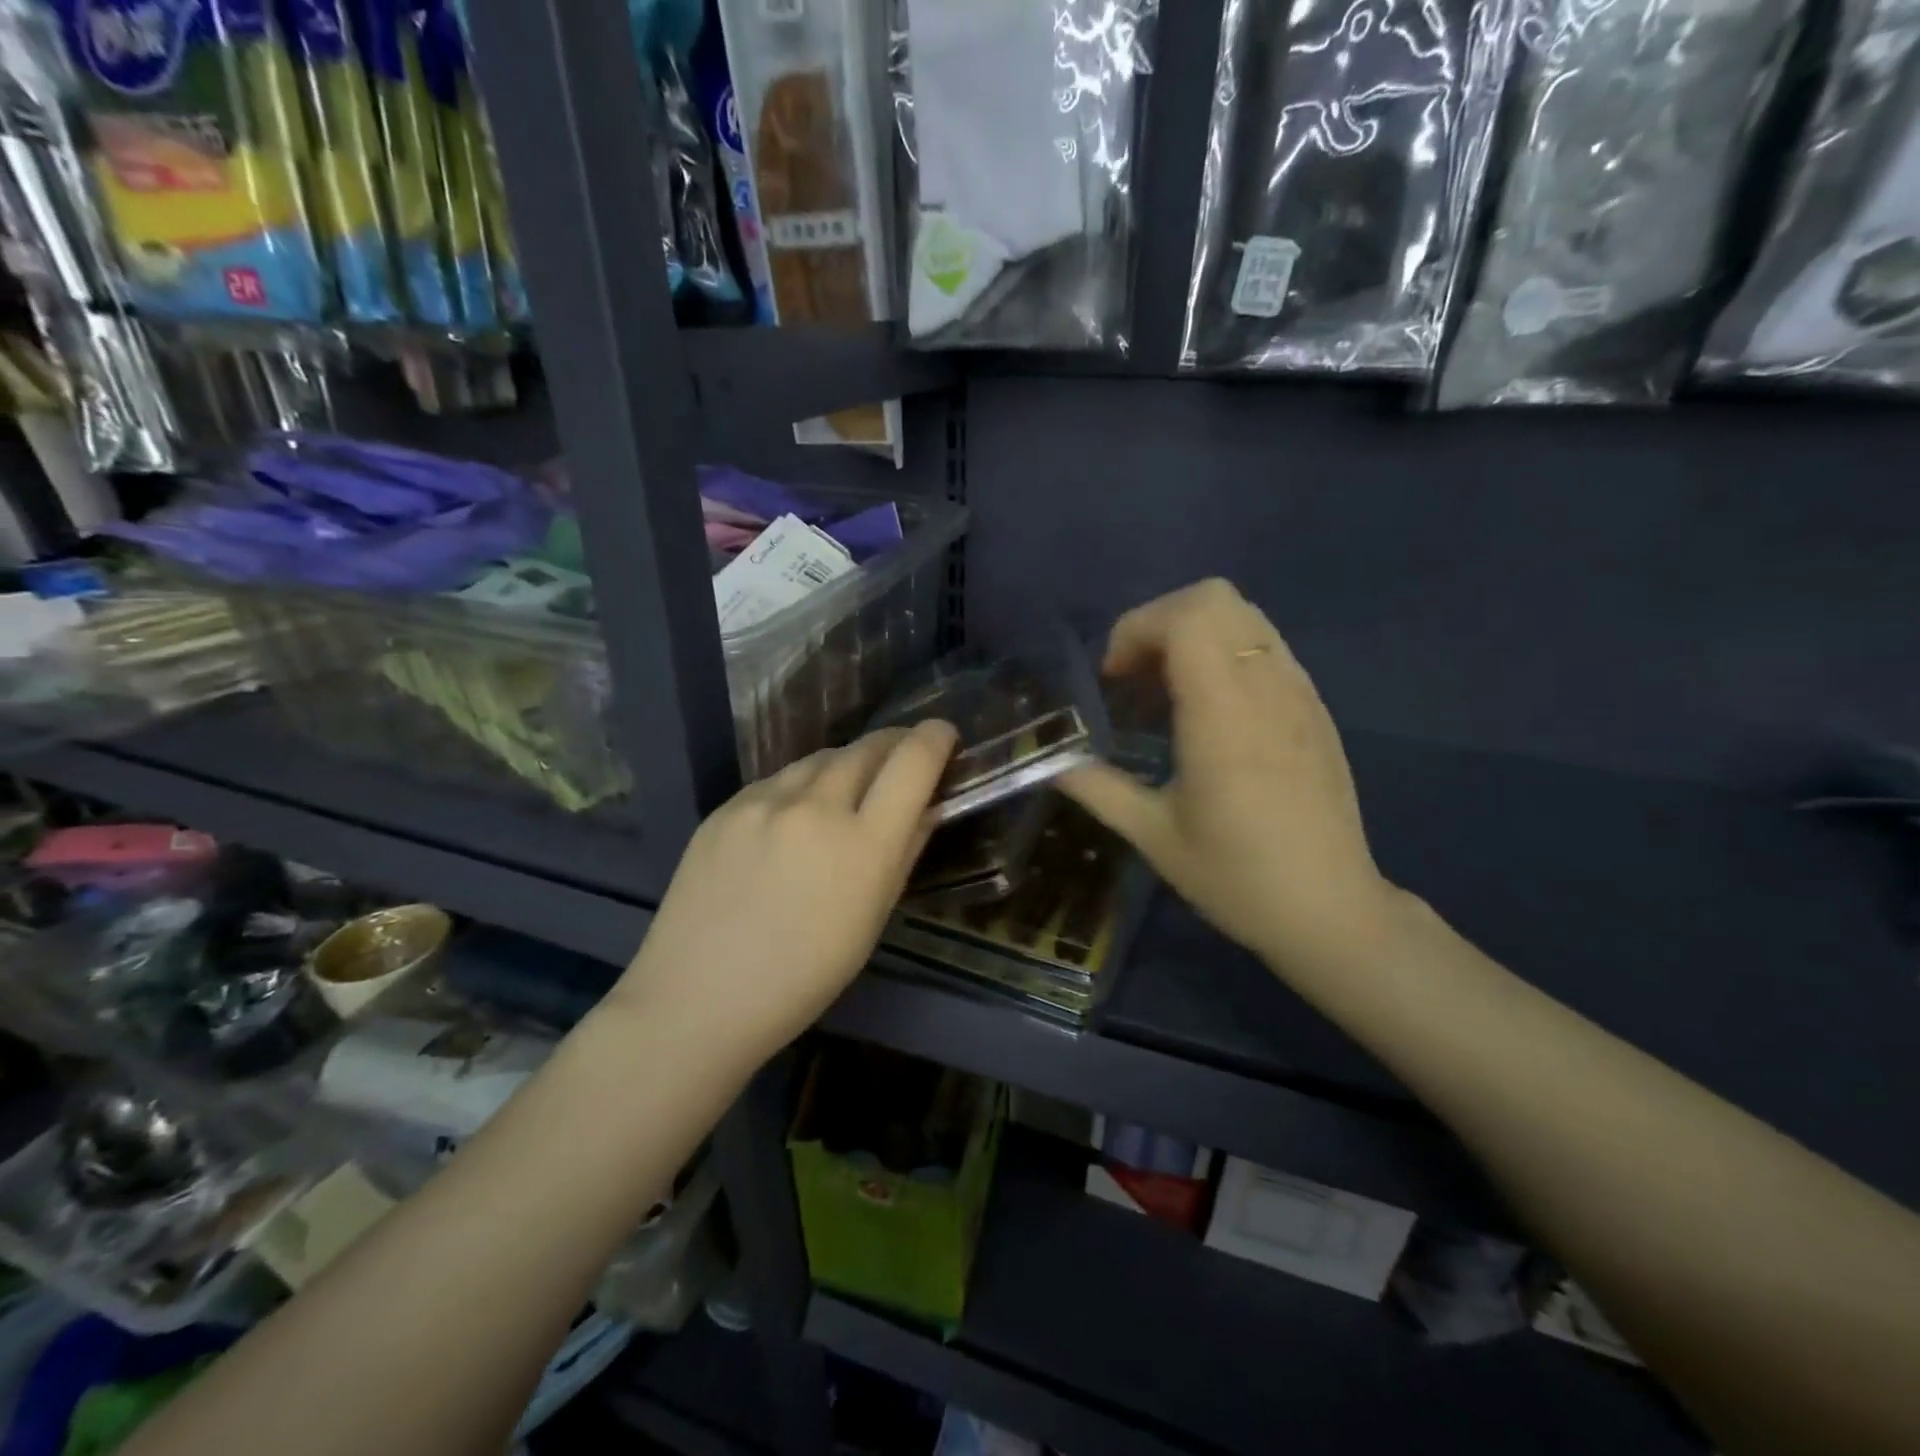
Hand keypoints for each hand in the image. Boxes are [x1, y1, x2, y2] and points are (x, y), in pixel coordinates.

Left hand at [611, 721, 958, 1066]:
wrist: (698, 998)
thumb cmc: (803, 977)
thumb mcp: (871, 920)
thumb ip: (904, 853)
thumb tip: (927, 807)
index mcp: (863, 846)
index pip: (912, 763)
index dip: (935, 738)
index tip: (943, 735)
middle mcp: (816, 808)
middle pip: (867, 748)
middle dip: (894, 745)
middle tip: (902, 757)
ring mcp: (764, 802)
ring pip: (821, 758)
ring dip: (847, 764)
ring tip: (850, 787)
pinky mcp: (726, 806)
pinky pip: (778, 779)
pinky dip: (801, 785)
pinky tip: (794, 816)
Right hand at [1062, 580, 1396, 975]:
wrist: (1330, 911)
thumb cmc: (1236, 877)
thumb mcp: (1153, 836)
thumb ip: (1096, 788)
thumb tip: (1050, 763)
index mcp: (1224, 716)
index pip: (1186, 617)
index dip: (1136, 630)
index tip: (1114, 679)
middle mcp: (1267, 688)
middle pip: (1215, 597)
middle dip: (1160, 622)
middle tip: (1136, 677)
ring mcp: (1299, 693)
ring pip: (1245, 615)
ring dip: (1194, 634)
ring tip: (1167, 691)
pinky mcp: (1315, 707)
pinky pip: (1265, 646)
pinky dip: (1225, 653)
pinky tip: (1210, 712)